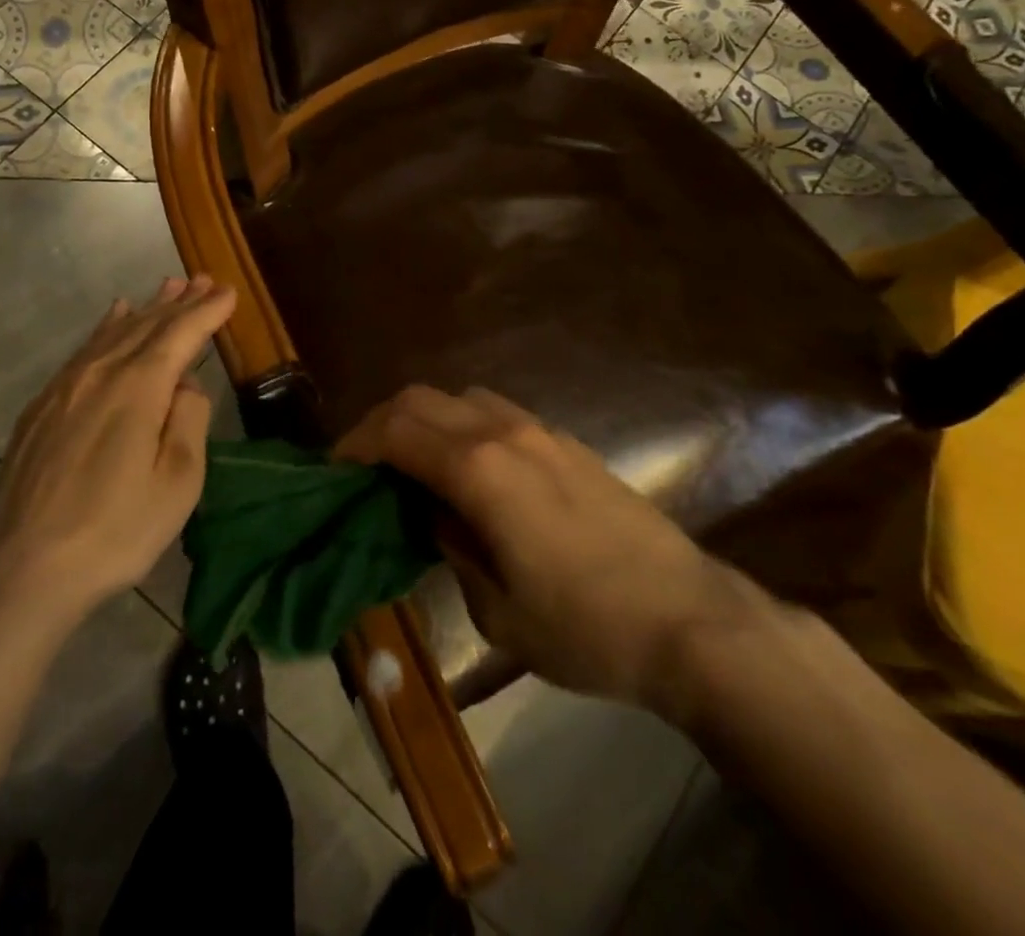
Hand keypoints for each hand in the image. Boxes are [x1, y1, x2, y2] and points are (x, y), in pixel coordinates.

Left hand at [0, 275, 234, 623]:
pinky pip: (83, 350)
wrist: (28, 567)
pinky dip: (106, 327)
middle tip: (204, 280)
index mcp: (138, 387)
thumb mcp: (177, 481)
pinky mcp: (42, 406)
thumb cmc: (117, 529)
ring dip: (146, 308)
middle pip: (147, 325)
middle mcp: (100, 372)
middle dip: (180, 302)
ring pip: (113, 332)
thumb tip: (185, 386)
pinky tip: (114, 316)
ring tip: (168, 287)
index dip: (207, 312)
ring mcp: (65, 387)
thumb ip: (188, 420)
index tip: (229, 293)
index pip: (180, 334)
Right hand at [336, 386, 764, 717]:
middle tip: (364, 464)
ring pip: (460, 397)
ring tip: (413, 462)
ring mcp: (540, 430)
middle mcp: (503, 431)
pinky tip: (469, 468)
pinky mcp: (566, 442)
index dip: (355, 445)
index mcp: (478, 468)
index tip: (334, 470)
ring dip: (424, 419)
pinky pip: (496, 411)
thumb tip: (429, 512)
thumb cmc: (585, 627)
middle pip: (421, 399)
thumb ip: (450, 545)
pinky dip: (462, 425)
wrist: (690, 620)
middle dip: (381, 423)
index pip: (395, 432)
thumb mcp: (496, 608)